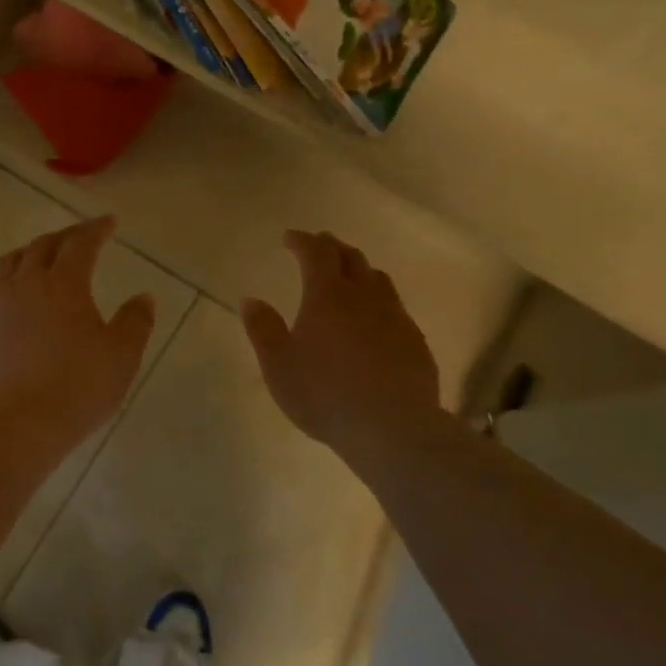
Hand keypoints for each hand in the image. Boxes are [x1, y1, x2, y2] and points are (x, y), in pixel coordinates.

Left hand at [0, 216, 155, 452]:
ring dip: (30, 252)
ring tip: (41, 256)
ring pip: (10, 264)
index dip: (96, 229)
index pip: (80, 243)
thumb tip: (143, 298)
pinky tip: (16, 300)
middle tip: (80, 237)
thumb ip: (135, 322)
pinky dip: (10, 284)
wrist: (15, 423)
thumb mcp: (121, 356)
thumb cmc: (77, 387)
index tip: (109, 222)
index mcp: (64, 284)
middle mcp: (26, 285)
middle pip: (42, 246)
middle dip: (64, 236)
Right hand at [242, 231, 441, 471]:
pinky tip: (373, 320)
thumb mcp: (278, 365)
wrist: (391, 427)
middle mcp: (364, 296)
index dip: (302, 241)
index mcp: (327, 296)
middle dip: (332, 247)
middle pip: (351, 258)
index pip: (316, 253)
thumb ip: (263, 329)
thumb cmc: (324, 394)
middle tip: (318, 247)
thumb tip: (251, 300)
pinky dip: (378, 301)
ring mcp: (395, 317)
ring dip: (359, 270)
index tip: (289, 238)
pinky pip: (395, 308)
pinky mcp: (414, 341)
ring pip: (378, 280)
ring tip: (348, 277)